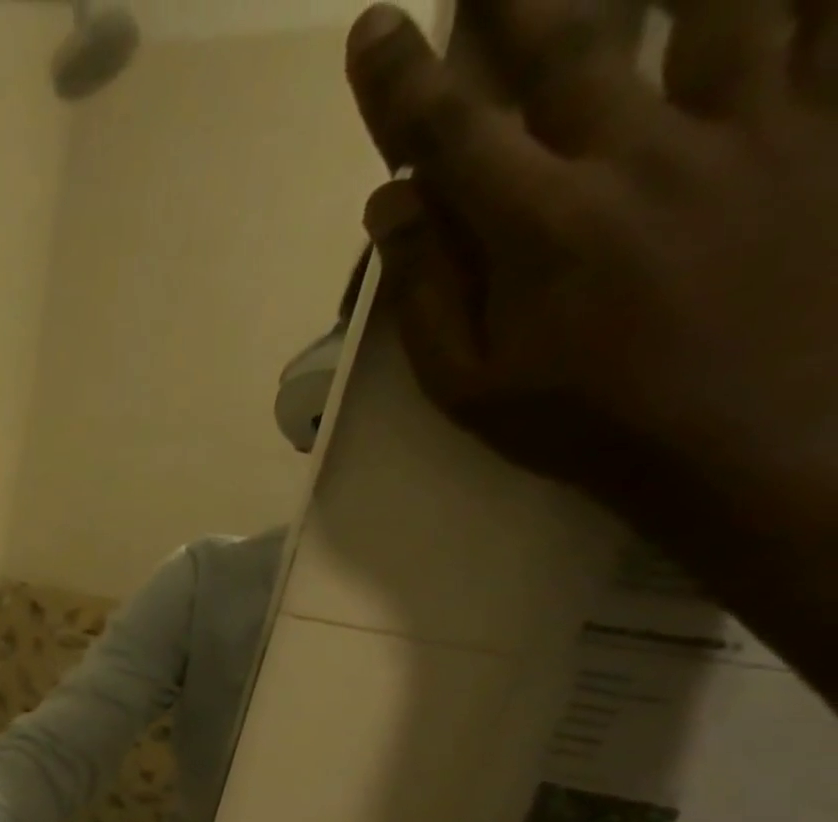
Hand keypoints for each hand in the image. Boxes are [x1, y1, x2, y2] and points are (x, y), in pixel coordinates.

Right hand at [344, 2, 837, 694]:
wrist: (748, 436)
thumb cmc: (582, 420)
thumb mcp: (468, 384)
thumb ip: (428, 291)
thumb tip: (389, 205)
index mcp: (539, 227)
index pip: (452, 135)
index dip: (404, 81)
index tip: (373, 27)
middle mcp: (638, 153)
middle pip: (574, 41)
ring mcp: (751, 126)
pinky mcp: (832, 126)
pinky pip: (835, 23)